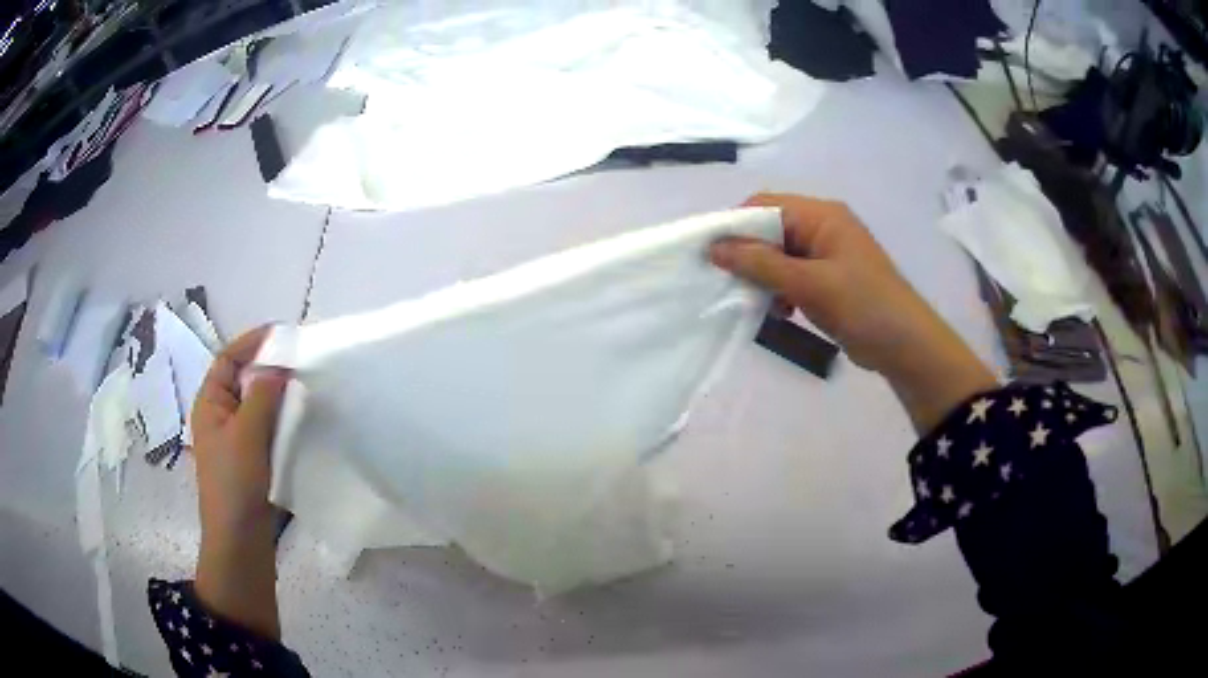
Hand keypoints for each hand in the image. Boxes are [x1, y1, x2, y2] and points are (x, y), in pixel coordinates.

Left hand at [191, 326, 289, 638]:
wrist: (240, 542)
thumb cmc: (234, 484)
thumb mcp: (246, 434)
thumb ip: (262, 395)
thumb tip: (279, 366)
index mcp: (210, 404)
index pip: (228, 359)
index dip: (252, 342)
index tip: (284, 334)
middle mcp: (221, 417)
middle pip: (244, 380)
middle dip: (269, 367)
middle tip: (301, 360)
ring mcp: (236, 441)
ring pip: (258, 405)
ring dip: (278, 394)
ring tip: (306, 386)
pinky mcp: (252, 461)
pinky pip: (267, 429)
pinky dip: (282, 420)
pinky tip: (301, 421)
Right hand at [711, 193, 996, 432]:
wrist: (905, 345)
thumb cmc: (862, 305)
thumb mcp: (808, 283)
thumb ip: (760, 263)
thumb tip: (714, 247)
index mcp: (821, 215)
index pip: (765, 205)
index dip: (736, 226)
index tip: (713, 256)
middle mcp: (823, 226)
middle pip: (771, 230)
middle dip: (751, 256)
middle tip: (736, 285)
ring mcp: (828, 253)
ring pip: (779, 256)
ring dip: (766, 278)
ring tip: (766, 304)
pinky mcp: (830, 278)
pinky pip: (793, 275)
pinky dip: (782, 291)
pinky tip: (783, 313)